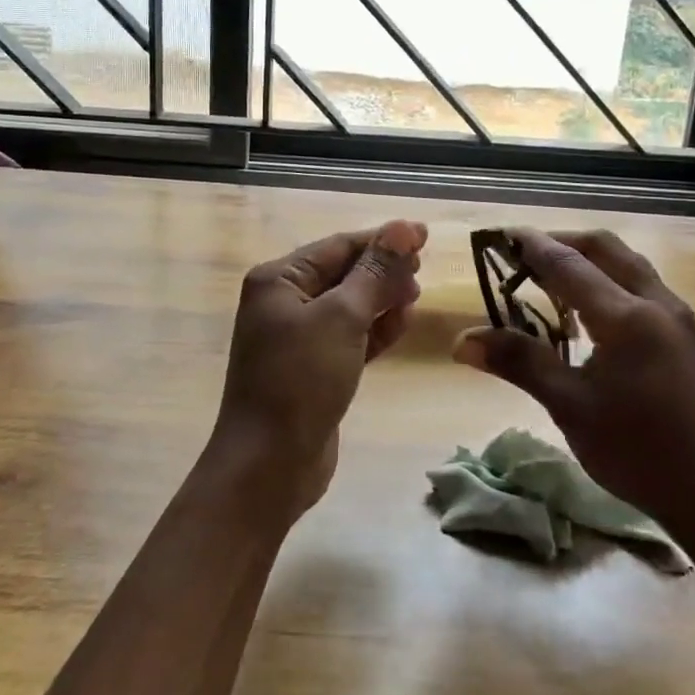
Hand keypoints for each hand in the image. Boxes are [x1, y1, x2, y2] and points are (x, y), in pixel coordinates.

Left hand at [212, 220, 427, 516]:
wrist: (269, 466)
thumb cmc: (301, 380)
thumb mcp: (342, 318)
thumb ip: (375, 272)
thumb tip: (403, 228)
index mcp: (279, 279)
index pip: (339, 246)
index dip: (383, 240)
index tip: (425, 236)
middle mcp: (284, 302)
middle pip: (344, 273)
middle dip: (383, 270)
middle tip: (422, 272)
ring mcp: (297, 337)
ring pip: (350, 305)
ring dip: (382, 299)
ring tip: (416, 298)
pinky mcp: (313, 368)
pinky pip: (349, 336)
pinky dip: (374, 329)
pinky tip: (401, 325)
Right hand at [453, 228, 694, 545]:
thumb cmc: (639, 453)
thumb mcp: (570, 407)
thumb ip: (519, 363)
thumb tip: (461, 341)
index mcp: (626, 316)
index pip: (568, 263)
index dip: (530, 246)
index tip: (498, 234)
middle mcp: (657, 302)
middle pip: (603, 248)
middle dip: (561, 242)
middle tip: (522, 255)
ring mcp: (678, 318)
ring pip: (626, 265)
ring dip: (587, 261)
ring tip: (549, 280)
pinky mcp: (687, 337)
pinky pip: (641, 287)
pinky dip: (608, 281)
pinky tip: (589, 313)